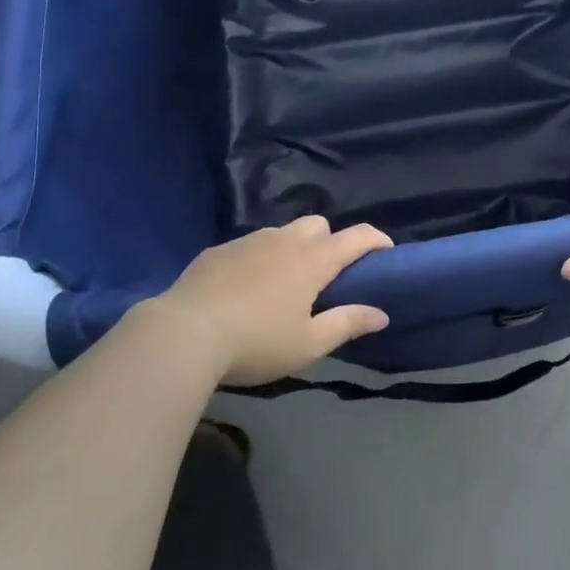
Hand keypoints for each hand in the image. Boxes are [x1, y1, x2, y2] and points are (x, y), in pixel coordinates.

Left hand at [144, 217, 392, 385]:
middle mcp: (284, 241)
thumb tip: (381, 314)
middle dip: (329, 241)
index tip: (386, 251)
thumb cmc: (255, 342)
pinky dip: (258, 259)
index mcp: (312, 261)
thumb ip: (347, 324)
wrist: (184, 334)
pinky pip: (249, 246)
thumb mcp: (307, 344)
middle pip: (318, 225)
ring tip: (282, 284)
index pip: (356, 237)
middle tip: (324, 276)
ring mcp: (248, 241)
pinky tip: (244, 289)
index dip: (376, 240)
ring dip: (292, 249)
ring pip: (282, 232)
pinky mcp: (219, 251)